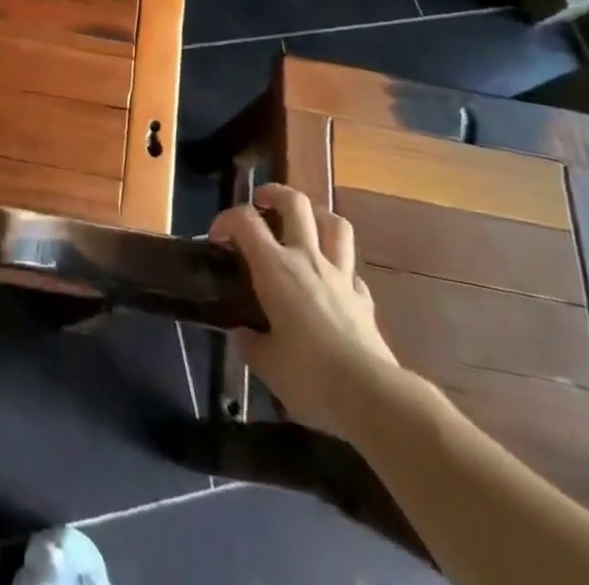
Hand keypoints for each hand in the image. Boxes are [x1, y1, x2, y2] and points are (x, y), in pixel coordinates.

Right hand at [209, 184, 401, 439]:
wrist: (370, 395)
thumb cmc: (309, 375)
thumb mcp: (266, 364)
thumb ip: (250, 342)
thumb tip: (243, 334)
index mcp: (275, 268)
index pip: (246, 221)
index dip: (227, 219)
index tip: (217, 237)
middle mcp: (308, 259)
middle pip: (296, 203)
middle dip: (275, 194)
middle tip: (262, 202)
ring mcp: (341, 275)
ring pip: (334, 224)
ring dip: (317, 215)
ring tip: (304, 223)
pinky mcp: (364, 298)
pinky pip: (352, 270)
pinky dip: (340, 268)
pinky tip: (334, 281)